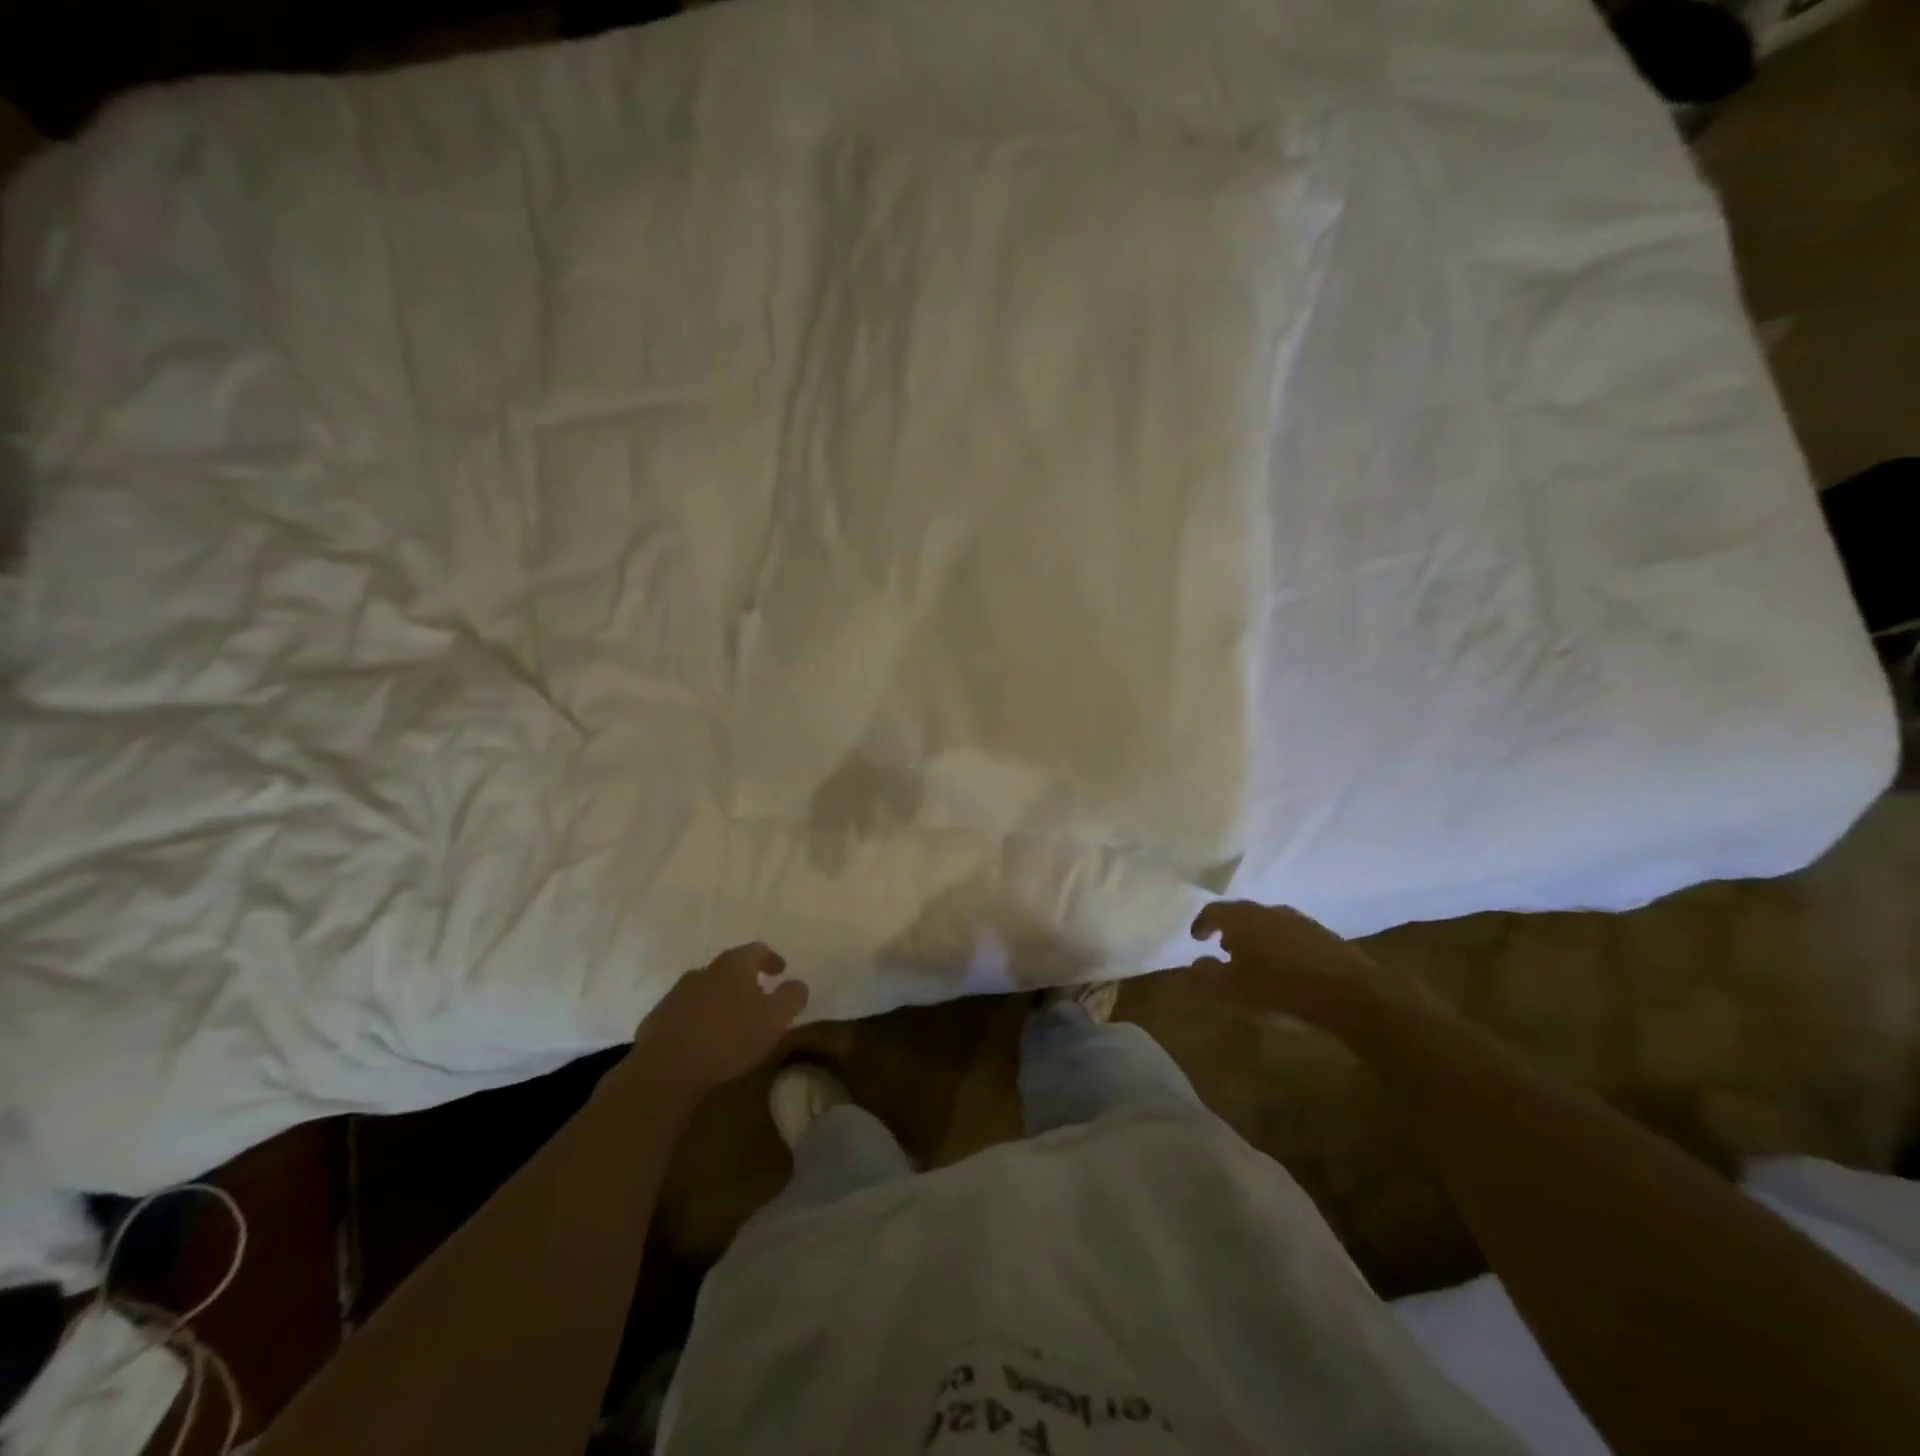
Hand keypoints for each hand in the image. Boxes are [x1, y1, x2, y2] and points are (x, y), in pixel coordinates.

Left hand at [629, 943, 809, 1100]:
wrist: (664, 1069)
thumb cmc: (728, 1039)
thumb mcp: (774, 1020)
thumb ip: (791, 998)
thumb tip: (798, 984)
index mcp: (733, 965)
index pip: (757, 950)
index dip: (771, 959)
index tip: (780, 970)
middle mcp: (705, 970)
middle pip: (730, 967)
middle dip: (746, 979)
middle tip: (759, 995)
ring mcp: (678, 992)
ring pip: (707, 987)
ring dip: (721, 997)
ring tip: (732, 1018)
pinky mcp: (658, 1017)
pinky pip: (687, 1009)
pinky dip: (700, 1016)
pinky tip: (704, 1036)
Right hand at [1187, 901, 1387, 1025]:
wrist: (1347, 993)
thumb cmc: (1277, 989)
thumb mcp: (1231, 991)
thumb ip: (1207, 976)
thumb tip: (1195, 964)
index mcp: (1241, 919)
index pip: (1213, 912)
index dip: (1201, 924)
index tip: (1196, 937)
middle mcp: (1267, 910)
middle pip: (1241, 914)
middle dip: (1229, 929)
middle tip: (1223, 946)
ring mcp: (1298, 920)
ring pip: (1268, 922)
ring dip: (1256, 936)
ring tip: (1254, 958)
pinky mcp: (1323, 934)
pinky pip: (1291, 934)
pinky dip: (1280, 945)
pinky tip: (1285, 966)